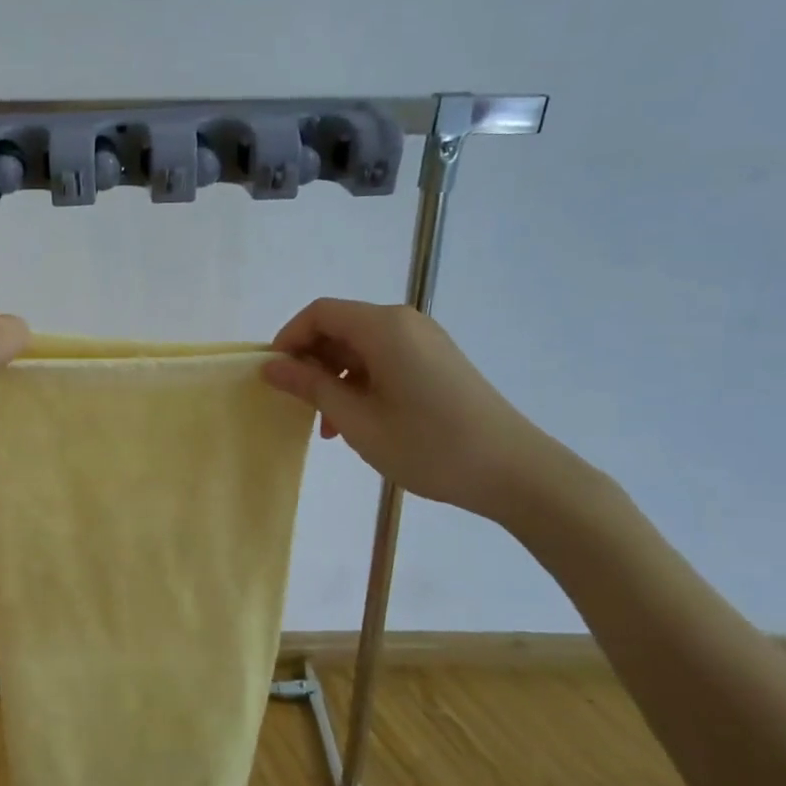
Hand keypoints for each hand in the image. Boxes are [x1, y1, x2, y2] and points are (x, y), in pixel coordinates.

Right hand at [263, 299, 572, 523]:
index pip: (319, 313)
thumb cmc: (427, 445)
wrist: (514, 472)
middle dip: (312, 364)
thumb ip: (310, 387)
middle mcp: (405, 323)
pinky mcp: (438, 362)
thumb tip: (271, 366)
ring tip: (331, 428)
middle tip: (301, 408)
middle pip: (340, 328)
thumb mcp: (357, 419)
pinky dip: (363, 384)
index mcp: (384, 327)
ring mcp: (426, 342)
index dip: (288, 339)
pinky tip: (361, 423)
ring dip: (336, 380)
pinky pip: (385, 361)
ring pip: (361, 348)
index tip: (274, 377)